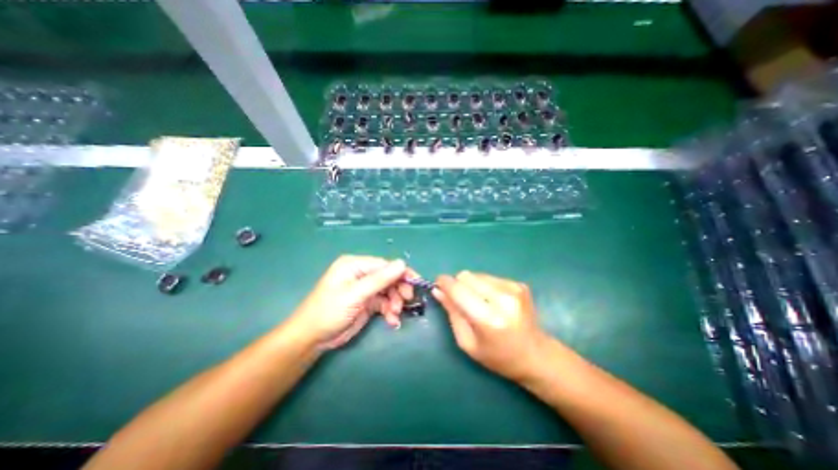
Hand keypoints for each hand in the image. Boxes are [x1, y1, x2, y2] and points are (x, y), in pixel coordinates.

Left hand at [289, 257, 415, 348]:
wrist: (312, 339)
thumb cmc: (329, 311)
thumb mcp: (355, 294)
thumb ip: (380, 279)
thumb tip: (402, 263)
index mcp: (355, 265)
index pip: (384, 264)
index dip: (401, 273)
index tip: (416, 283)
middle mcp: (361, 274)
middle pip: (388, 277)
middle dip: (398, 290)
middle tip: (406, 301)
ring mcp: (365, 289)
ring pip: (389, 291)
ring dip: (395, 302)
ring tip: (395, 315)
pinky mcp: (367, 302)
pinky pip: (384, 303)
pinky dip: (390, 311)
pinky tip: (392, 321)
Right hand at [432, 271, 550, 381]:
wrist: (535, 355)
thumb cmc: (497, 356)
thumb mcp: (467, 342)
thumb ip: (452, 313)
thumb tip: (438, 290)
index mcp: (489, 319)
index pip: (459, 290)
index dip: (444, 283)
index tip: (437, 284)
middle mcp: (503, 299)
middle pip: (466, 276)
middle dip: (458, 285)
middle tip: (461, 300)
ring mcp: (514, 289)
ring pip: (477, 274)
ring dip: (471, 285)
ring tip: (479, 302)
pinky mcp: (519, 284)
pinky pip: (489, 277)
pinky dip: (484, 286)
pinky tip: (492, 301)